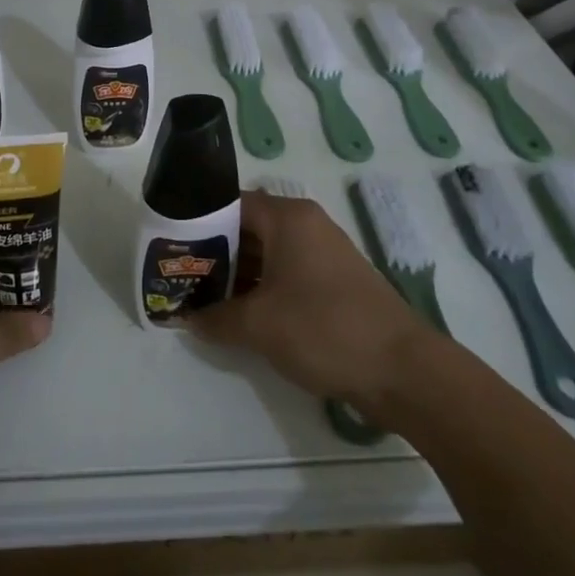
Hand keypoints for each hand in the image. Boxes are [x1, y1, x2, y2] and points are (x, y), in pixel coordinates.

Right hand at [188, 189, 427, 406]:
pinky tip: (238, 313)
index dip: (198, 222)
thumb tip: (186, 317)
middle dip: (214, 253)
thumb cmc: (324, 329)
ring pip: (266, 254)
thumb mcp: (259, 325)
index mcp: (288, 218)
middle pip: (248, 228)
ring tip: (201, 297)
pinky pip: (285, 274)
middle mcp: (305, 226)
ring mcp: (322, 254)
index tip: (172, 245)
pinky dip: (261, 288)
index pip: (231, 204)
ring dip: (236, 275)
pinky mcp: (333, 282)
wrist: (402, 371)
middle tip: (180, 275)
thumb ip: (215, 317)